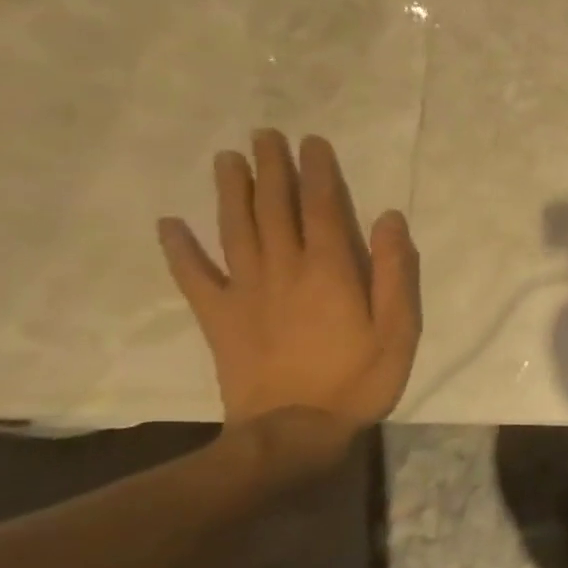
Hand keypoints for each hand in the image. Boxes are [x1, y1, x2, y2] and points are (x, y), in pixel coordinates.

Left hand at [158, 130, 420, 434]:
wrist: (292, 432)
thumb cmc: (358, 378)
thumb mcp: (398, 327)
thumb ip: (397, 271)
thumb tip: (389, 218)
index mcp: (330, 270)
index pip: (323, 207)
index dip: (318, 172)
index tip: (312, 141)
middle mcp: (284, 269)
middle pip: (275, 208)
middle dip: (271, 169)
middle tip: (264, 134)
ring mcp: (246, 292)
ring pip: (235, 230)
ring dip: (230, 192)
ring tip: (226, 159)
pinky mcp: (220, 318)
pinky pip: (194, 277)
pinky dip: (179, 250)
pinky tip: (168, 224)